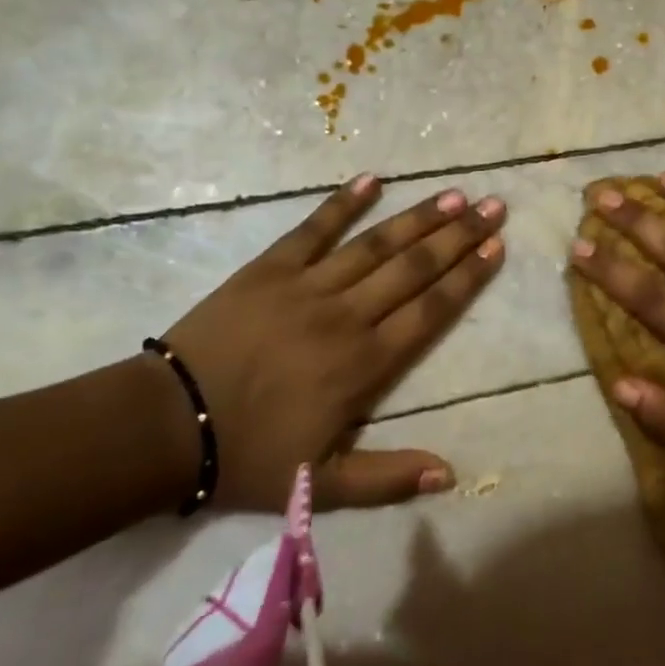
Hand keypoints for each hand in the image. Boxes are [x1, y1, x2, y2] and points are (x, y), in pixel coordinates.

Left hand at [165, 174, 505, 511]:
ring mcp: (309, 286)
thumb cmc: (248, 455)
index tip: (496, 247)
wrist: (167, 425)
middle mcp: (348, 316)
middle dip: (458, 236)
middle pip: (414, 268)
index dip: (467, 277)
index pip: (431, 311)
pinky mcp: (271, 268)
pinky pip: (314, 228)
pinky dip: (343, 203)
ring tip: (453, 194)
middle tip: (494, 206)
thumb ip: (388, 478)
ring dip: (418, 217)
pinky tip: (372, 179)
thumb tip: (450, 474)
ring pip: (376, 245)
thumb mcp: (321, 486)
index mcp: (365, 364)